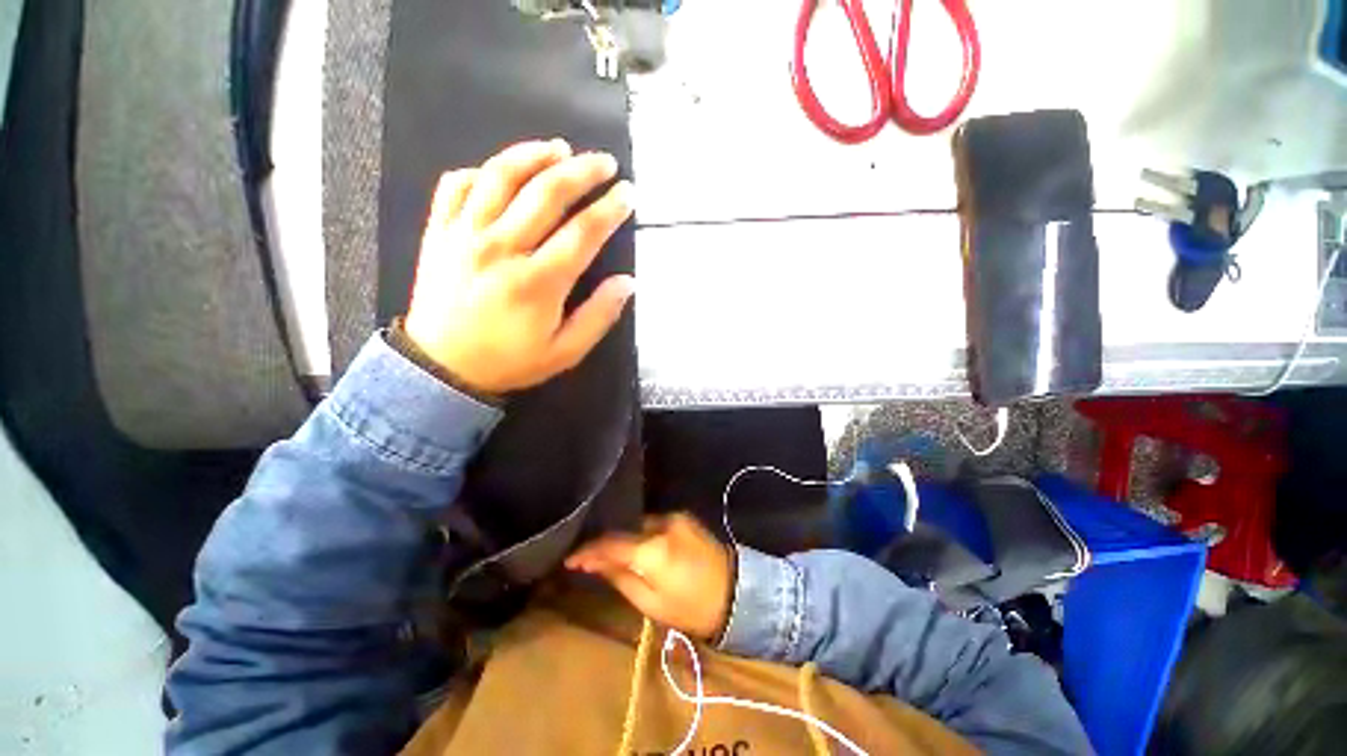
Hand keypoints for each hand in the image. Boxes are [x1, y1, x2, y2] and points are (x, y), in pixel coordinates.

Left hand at [404, 139, 634, 394]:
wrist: (442, 367)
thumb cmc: (510, 361)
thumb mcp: (566, 351)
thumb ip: (599, 316)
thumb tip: (628, 282)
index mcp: (538, 282)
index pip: (583, 232)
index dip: (610, 209)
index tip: (627, 194)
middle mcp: (502, 248)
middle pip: (547, 193)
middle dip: (582, 171)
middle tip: (605, 163)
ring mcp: (465, 234)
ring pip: (502, 176)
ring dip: (535, 155)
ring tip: (559, 149)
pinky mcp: (440, 231)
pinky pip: (458, 184)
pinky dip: (484, 170)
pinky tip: (504, 171)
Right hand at [566, 514, 735, 641]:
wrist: (735, 592)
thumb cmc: (691, 607)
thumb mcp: (650, 602)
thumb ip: (619, 577)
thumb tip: (592, 563)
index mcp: (653, 550)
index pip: (611, 545)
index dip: (588, 551)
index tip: (570, 559)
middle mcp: (662, 524)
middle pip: (624, 532)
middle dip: (607, 545)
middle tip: (589, 560)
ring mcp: (675, 517)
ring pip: (638, 526)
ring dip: (626, 539)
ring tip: (613, 555)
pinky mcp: (683, 517)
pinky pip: (653, 524)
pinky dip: (642, 535)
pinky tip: (639, 546)